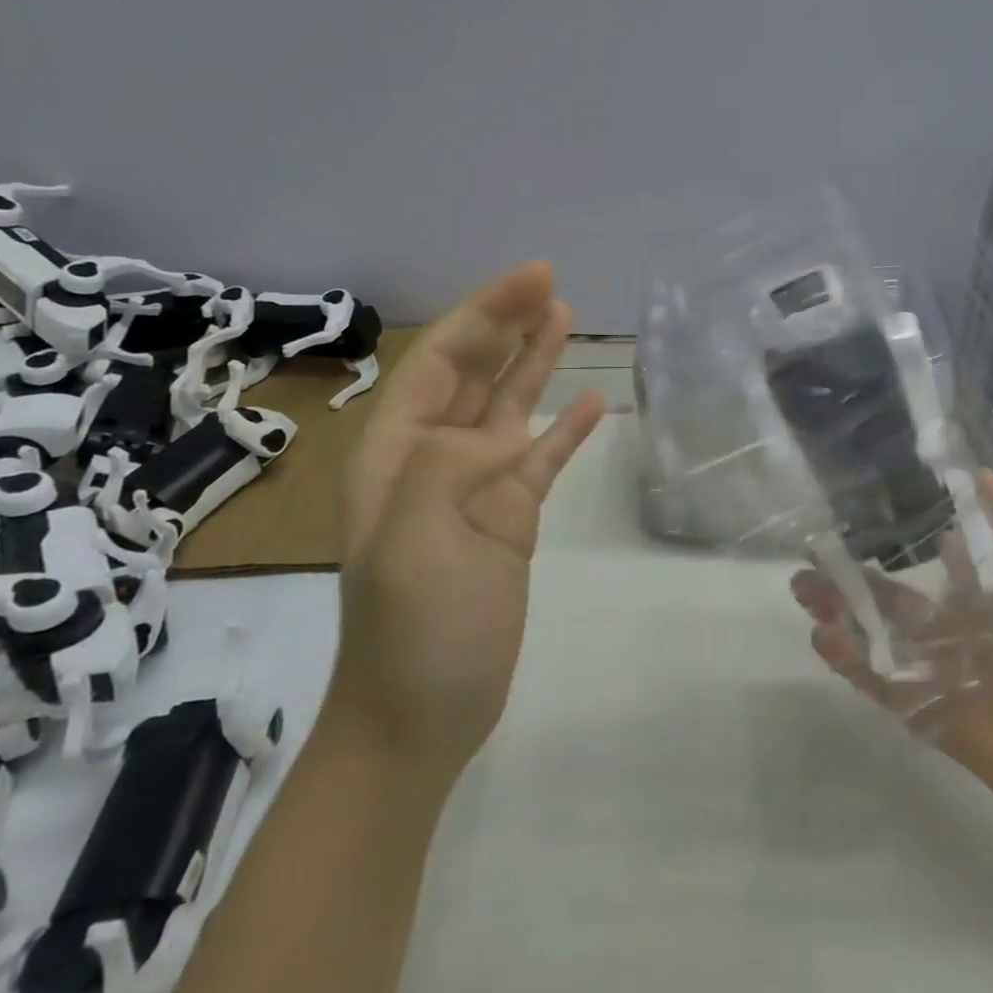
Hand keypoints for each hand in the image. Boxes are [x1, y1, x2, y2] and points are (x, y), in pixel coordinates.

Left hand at [330, 261, 604, 778]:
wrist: (422, 713)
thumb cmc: (410, 628)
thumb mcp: (412, 543)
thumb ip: (446, 469)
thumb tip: (500, 437)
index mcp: (398, 451)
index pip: (442, 360)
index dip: (485, 314)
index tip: (533, 279)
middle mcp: (436, 457)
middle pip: (475, 372)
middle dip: (508, 324)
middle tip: (553, 284)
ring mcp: (478, 487)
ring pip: (510, 408)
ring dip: (535, 362)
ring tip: (567, 317)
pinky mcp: (513, 517)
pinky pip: (543, 459)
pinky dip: (566, 430)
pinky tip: (593, 403)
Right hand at [790, 473, 992, 825]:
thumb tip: (978, 473)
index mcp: (979, 600)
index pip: (929, 561)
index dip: (896, 536)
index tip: (861, 505)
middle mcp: (948, 630)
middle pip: (888, 597)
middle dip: (850, 575)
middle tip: (811, 549)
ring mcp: (931, 670)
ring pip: (874, 633)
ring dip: (837, 610)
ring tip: (801, 587)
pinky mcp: (923, 709)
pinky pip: (877, 680)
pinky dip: (848, 659)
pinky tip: (821, 635)